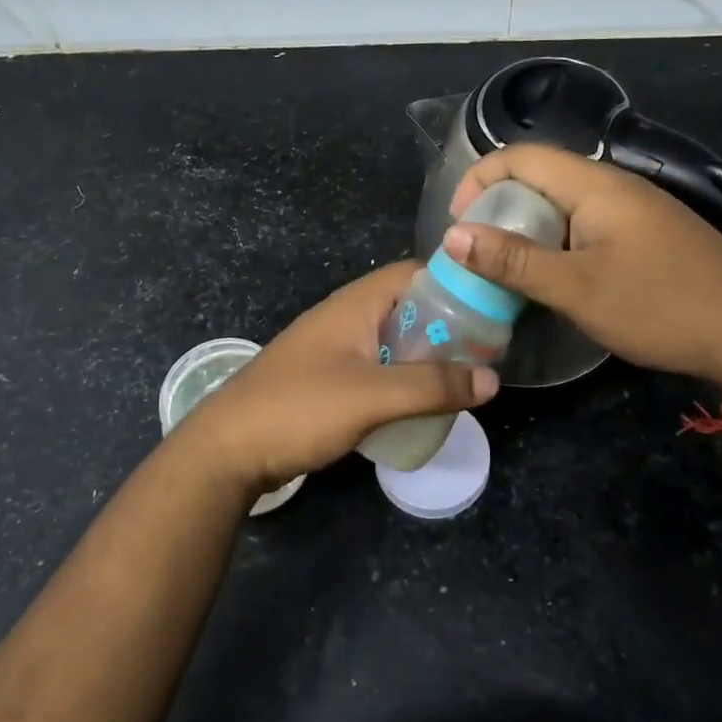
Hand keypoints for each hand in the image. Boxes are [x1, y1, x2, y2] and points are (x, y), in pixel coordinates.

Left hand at [175, 261, 497, 497]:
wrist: (228, 449)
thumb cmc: (300, 408)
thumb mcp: (373, 396)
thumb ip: (433, 386)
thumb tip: (493, 379)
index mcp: (355, 304)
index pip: (414, 272)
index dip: (454, 282)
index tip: (492, 307)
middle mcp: (345, 317)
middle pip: (407, 307)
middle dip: (447, 325)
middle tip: (486, 352)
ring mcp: (333, 349)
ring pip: (392, 340)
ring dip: (425, 355)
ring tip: (463, 378)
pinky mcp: (326, 380)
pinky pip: (376, 368)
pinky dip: (402, 378)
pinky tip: (421, 403)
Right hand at [445, 144, 721, 388]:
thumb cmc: (660, 306)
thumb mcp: (577, 288)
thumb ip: (513, 261)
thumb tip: (451, 236)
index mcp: (595, 185)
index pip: (521, 157)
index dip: (478, 179)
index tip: (456, 224)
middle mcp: (613, 186)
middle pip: (540, 176)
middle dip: (498, 206)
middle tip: (475, 252)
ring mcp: (634, 210)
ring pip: (562, 203)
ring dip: (526, 226)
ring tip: (503, 266)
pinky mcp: (645, 235)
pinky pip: (585, 223)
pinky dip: (554, 241)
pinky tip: (551, 275)